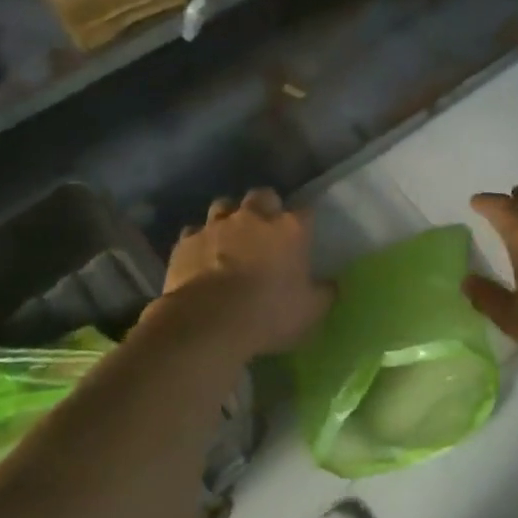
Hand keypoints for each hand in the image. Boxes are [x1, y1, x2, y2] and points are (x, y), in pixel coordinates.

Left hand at [157, 189, 332, 357]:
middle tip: (265, 230)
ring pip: (223, 206)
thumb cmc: (269, 314)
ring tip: (230, 238)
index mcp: (290, 229)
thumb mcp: (311, 311)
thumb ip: (324, 293)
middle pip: (262, 196)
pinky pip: (194, 232)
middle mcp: (253, 218)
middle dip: (265, 207)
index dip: (304, 223)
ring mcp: (216, 226)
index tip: (303, 237)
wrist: (209, 321)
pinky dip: (199, 241)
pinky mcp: (186, 241)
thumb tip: (331, 284)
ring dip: (229, 218)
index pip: (305, 212)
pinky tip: (201, 257)